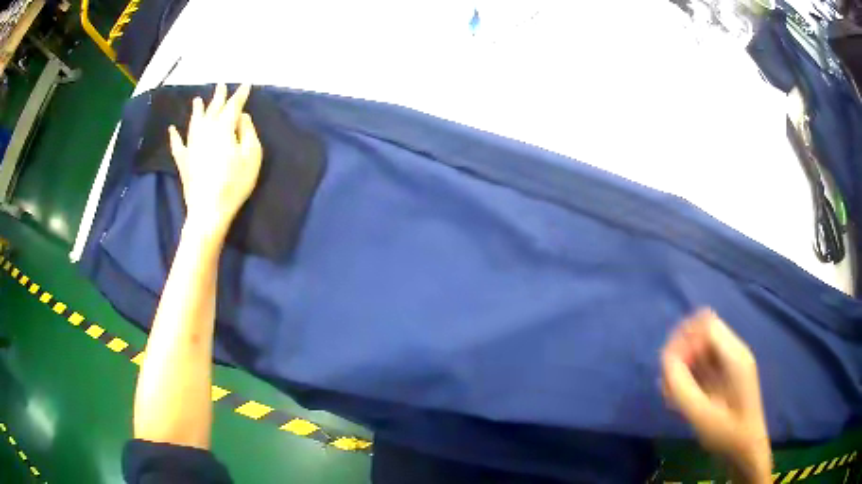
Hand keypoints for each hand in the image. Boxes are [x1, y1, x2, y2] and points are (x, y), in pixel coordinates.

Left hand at [168, 83, 262, 236]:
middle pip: (213, 109)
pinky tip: (172, 130)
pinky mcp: (183, 160)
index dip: (240, 94)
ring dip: (197, 109)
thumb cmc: (234, 183)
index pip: (233, 105)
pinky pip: (177, 145)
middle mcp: (205, 130)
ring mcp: (191, 145)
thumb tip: (241, 117)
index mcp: (224, 127)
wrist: (208, 209)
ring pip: (194, 121)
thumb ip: (248, 132)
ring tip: (197, 100)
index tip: (246, 84)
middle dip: (219, 96)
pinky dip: (174, 136)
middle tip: (221, 85)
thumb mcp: (252, 156)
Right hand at [661, 309, 771, 483]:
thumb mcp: (702, 415)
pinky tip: (679, 394)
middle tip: (668, 381)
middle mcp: (734, 352)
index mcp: (735, 356)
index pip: (707, 325)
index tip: (671, 367)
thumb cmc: (728, 433)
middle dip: (681, 352)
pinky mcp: (726, 374)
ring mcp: (731, 363)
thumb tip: (665, 360)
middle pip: (702, 333)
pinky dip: (689, 373)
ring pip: (701, 347)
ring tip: (670, 392)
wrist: (746, 448)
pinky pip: (704, 361)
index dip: (685, 339)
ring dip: (683, 363)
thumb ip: (682, 387)